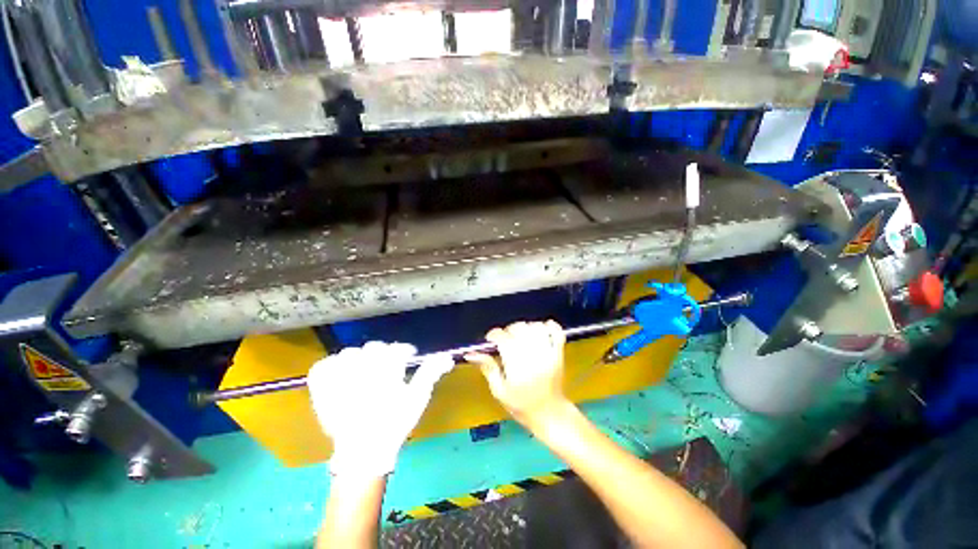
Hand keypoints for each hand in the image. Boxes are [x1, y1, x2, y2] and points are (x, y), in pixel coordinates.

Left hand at [308, 342, 452, 477]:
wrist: (364, 451)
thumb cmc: (395, 423)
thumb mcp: (417, 398)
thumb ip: (431, 373)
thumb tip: (447, 358)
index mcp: (387, 373)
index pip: (397, 349)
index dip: (405, 351)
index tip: (409, 356)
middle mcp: (362, 372)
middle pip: (374, 348)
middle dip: (384, 354)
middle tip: (387, 367)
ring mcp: (339, 380)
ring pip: (349, 353)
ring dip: (359, 359)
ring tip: (365, 370)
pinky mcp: (322, 390)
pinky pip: (322, 366)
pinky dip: (331, 365)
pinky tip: (341, 372)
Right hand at [466, 321, 569, 430]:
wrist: (550, 415)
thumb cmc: (521, 405)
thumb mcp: (499, 391)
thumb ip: (488, 368)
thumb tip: (471, 353)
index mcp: (517, 365)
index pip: (503, 338)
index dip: (494, 335)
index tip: (491, 340)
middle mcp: (533, 355)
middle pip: (519, 328)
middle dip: (508, 331)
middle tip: (505, 342)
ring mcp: (549, 353)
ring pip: (536, 326)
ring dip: (526, 328)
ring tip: (521, 337)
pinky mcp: (559, 353)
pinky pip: (557, 332)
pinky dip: (549, 326)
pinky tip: (540, 330)